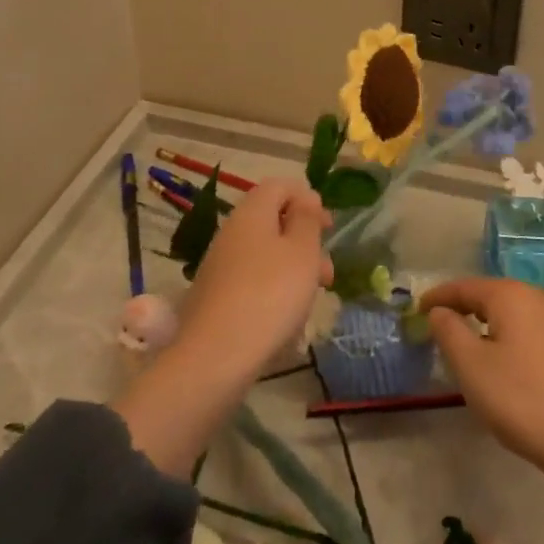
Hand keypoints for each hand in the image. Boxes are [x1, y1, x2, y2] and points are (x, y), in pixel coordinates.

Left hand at [177, 177, 333, 376]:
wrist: (215, 357)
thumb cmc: (269, 295)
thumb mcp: (302, 251)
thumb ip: (307, 219)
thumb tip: (305, 198)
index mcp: (252, 212)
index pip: (280, 186)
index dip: (307, 198)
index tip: (328, 226)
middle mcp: (232, 232)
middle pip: (273, 221)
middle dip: (305, 240)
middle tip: (327, 271)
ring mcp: (220, 266)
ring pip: (265, 254)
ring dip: (293, 269)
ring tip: (313, 299)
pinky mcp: (216, 297)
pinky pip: (252, 281)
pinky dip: (274, 291)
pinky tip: (287, 320)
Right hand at [419, 277, 543, 478]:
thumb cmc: (522, 400)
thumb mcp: (472, 367)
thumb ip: (449, 332)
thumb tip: (440, 311)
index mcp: (509, 295)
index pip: (464, 287)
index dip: (439, 296)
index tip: (419, 308)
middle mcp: (537, 299)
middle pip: (492, 296)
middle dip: (465, 307)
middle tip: (443, 325)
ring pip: (516, 315)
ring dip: (491, 324)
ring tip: (474, 344)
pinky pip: (535, 334)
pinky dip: (515, 340)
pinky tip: (513, 365)